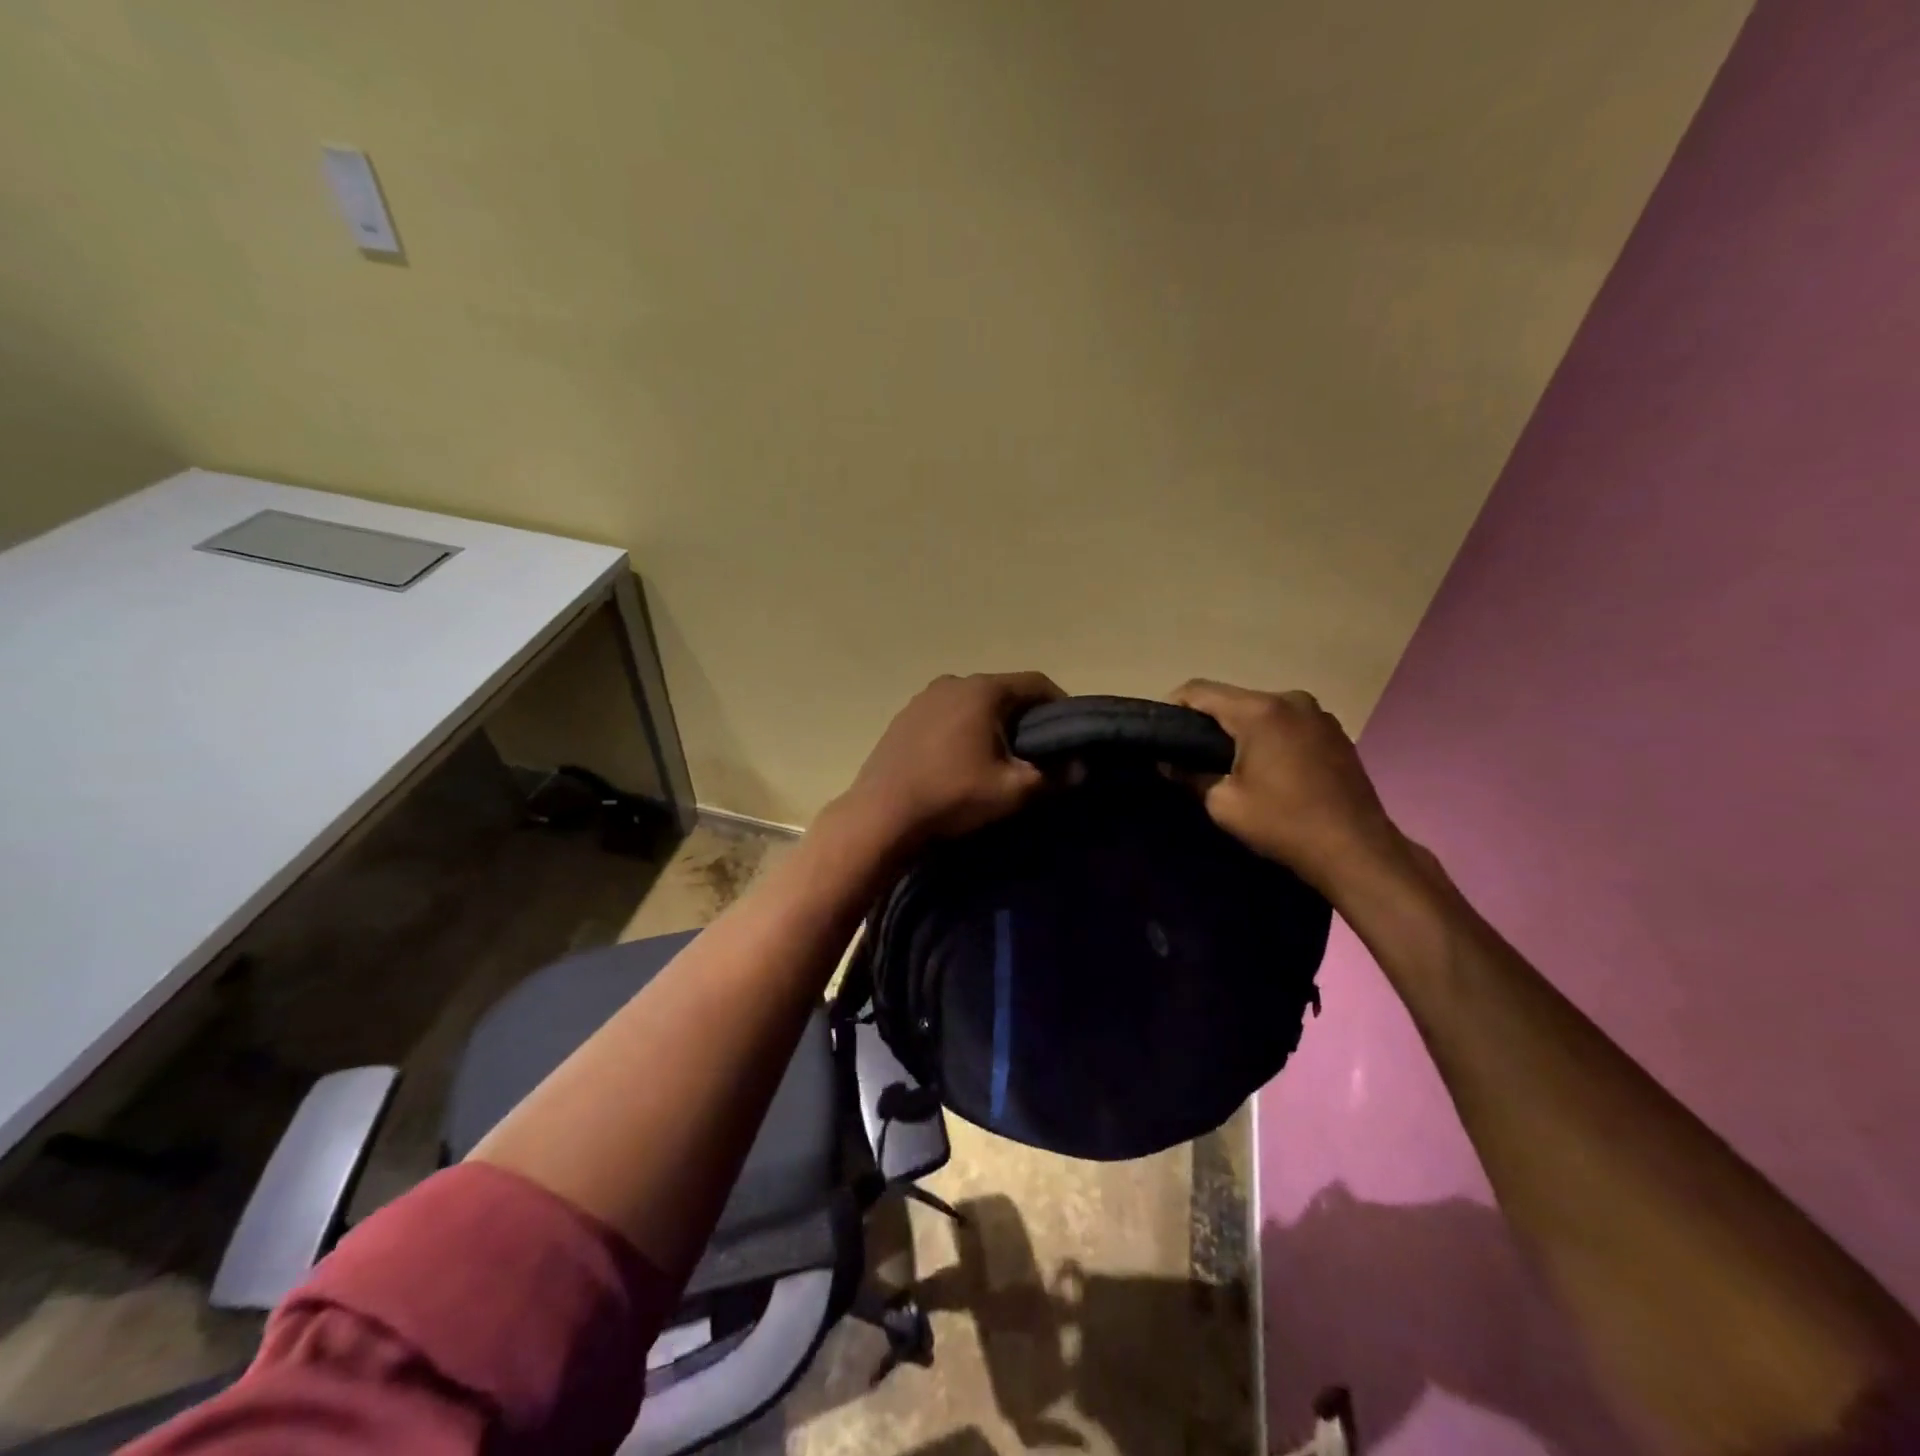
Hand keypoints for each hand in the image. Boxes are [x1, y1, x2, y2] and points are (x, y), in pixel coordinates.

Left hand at [837, 672, 1064, 851]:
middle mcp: (952, 683)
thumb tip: (1079, 767)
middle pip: (1003, 691)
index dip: (1060, 705)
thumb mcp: (1013, 791)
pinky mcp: (903, 718)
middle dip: (1025, 717)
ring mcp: (922, 699)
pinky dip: (963, 730)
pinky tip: (961, 760)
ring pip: (972, 704)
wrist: (882, 815)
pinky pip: (946, 716)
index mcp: (983, 690)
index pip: (1036, 683)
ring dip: (991, 724)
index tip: (1071, 732)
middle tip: (1039, 750)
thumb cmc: (953, 796)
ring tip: (1000, 757)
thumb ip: (1054, 776)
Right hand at [1169, 679, 1410, 898]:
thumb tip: (1168, 763)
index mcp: (1260, 711)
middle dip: (1208, 721)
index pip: (1199, 691)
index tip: (1160, 732)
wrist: (1356, 850)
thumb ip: (1189, 775)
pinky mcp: (1335, 733)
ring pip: (1262, 711)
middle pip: (1233, 699)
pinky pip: (1287, 724)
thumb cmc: (1283, 823)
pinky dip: (1269, 737)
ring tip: (1227, 762)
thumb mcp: (1223, 804)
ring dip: (1241, 729)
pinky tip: (1266, 768)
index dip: (1172, 706)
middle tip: (1189, 753)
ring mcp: (1318, 714)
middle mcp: (1290, 700)